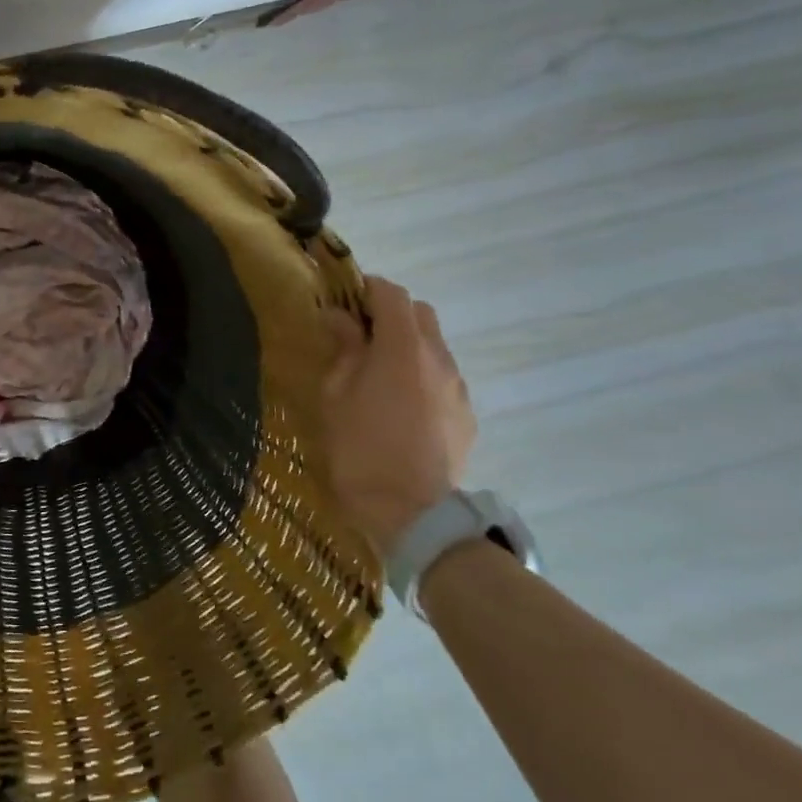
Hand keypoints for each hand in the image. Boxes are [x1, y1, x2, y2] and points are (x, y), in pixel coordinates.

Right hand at [320, 276, 475, 556]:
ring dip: (408, 345)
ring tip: (380, 374)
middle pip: (419, 313)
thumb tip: (341, 319)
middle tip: (360, 335)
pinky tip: (402, 406)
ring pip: (435, 346)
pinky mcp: (466, 415)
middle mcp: (438, 358)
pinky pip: (443, 378)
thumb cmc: (360, 447)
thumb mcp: (335, 394)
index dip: (366, 289)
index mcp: (402, 347)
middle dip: (390, 313)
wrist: (410, 512)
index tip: (344, 299)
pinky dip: (422, 375)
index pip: (391, 294)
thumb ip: (343, 350)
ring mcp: (458, 387)